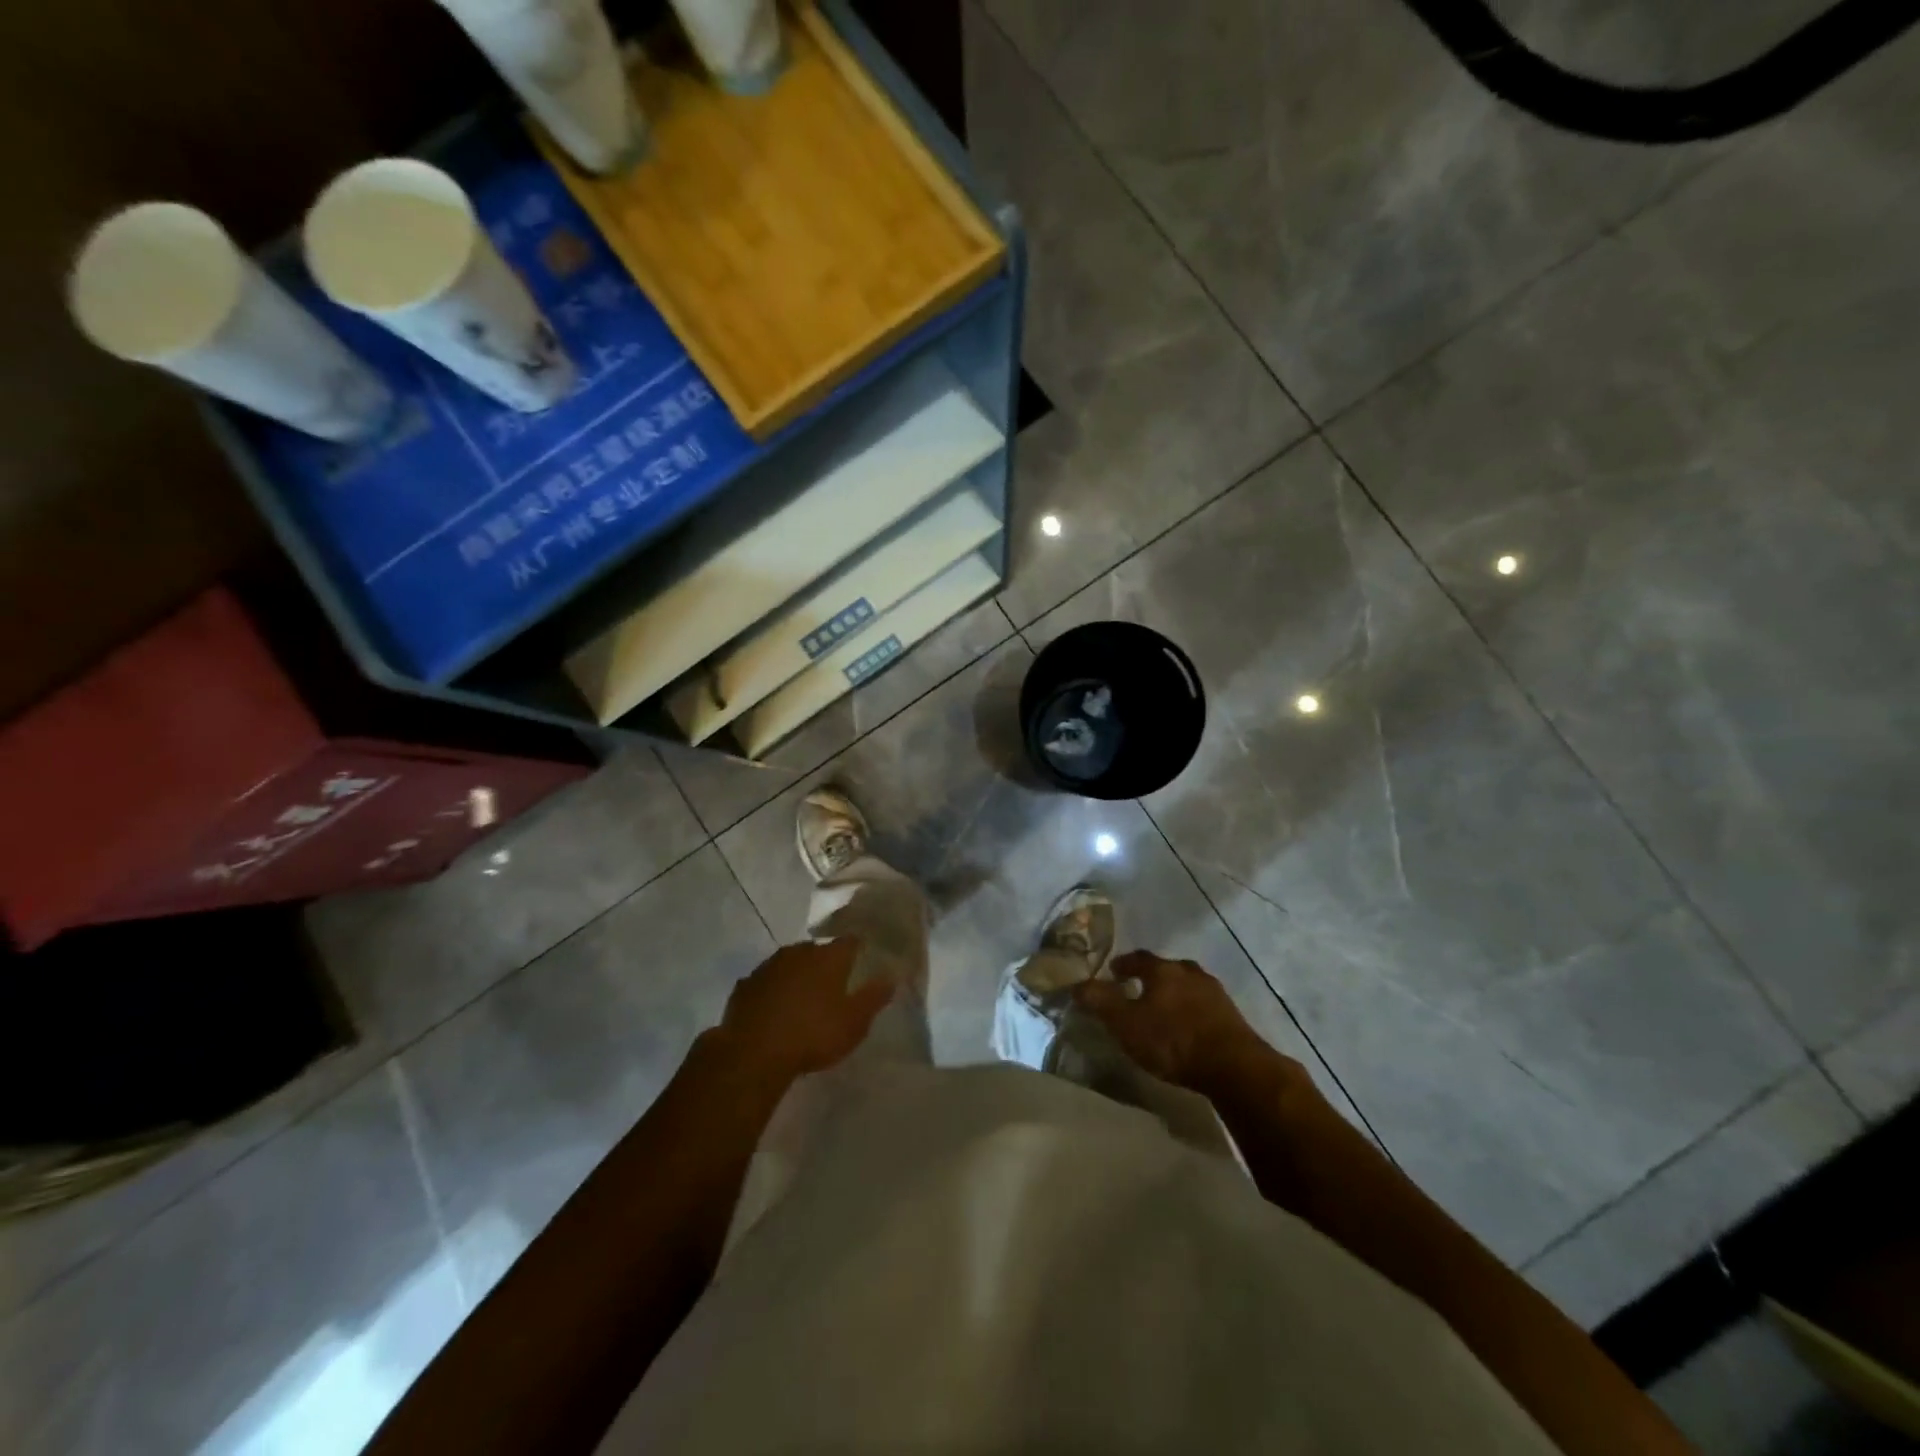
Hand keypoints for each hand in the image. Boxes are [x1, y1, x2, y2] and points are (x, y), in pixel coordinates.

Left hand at [709, 938, 892, 1089]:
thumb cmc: (813, 1035)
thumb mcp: (854, 1023)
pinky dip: (772, 991)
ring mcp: (768, 966)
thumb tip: (891, 977)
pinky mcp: (745, 985)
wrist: (753, 1053)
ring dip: (797, 975)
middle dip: (825, 963)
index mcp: (828, 957)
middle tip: (832, 985)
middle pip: (817, 951)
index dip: (858, 950)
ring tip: (803, 998)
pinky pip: (766, 982)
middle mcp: (799, 952)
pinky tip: (774, 1009)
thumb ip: (874, 997)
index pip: (850, 942)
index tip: (863, 961)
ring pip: (789, 963)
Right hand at [1073, 950, 1264, 1089]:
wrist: (1233, 1066)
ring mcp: (1215, 992)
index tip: (1113, 972)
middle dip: (1152, 977)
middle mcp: (1190, 972)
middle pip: (1166, 969)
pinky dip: (1192, 1010)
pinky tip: (1188, 1027)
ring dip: (1175, 993)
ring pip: (1188, 985)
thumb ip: (1101, 1002)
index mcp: (1163, 970)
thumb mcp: (1126, 1024)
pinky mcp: (1232, 1015)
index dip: (1124, 964)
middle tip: (1138, 990)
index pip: (1138, 958)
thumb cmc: (1172, 1040)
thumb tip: (1076, 983)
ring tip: (1164, 1010)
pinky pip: (1204, 1005)